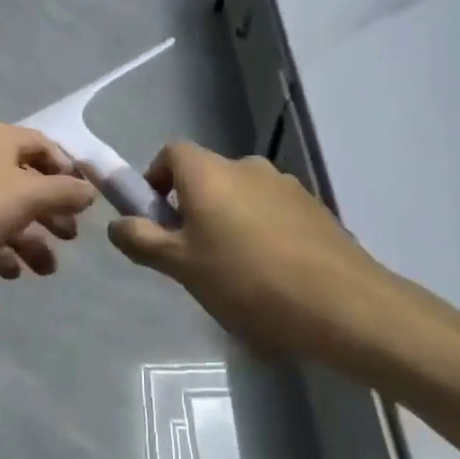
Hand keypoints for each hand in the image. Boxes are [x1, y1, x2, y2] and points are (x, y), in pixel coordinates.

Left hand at [0, 122, 98, 318]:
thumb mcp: (26, 197)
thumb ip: (64, 192)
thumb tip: (89, 190)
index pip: (45, 145)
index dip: (69, 170)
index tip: (87, 202)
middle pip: (27, 180)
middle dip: (52, 209)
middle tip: (71, 237)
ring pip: (7, 211)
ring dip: (31, 238)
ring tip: (47, 269)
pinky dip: (2, 250)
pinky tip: (13, 273)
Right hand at [107, 142, 451, 373]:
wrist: (342, 304)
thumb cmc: (246, 281)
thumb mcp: (182, 267)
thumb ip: (142, 240)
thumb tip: (116, 224)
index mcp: (209, 172)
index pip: (171, 153)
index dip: (156, 179)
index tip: (157, 218)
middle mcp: (247, 166)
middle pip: (207, 176)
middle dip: (193, 207)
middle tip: (192, 255)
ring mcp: (286, 185)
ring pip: (241, 195)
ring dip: (229, 220)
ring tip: (235, 272)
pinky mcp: (315, 209)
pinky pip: (273, 212)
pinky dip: (262, 232)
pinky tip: (272, 275)